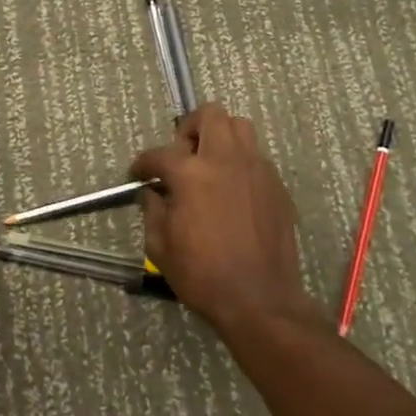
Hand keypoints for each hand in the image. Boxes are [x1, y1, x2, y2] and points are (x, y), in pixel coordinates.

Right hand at [130, 104, 314, 331]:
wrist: (260, 300)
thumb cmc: (203, 275)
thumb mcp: (161, 247)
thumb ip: (152, 211)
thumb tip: (151, 193)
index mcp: (191, 174)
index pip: (160, 154)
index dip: (143, 163)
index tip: (138, 173)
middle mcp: (225, 160)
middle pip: (210, 115)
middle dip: (189, 128)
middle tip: (182, 155)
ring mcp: (256, 169)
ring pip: (239, 127)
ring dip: (220, 137)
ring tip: (209, 164)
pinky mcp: (276, 186)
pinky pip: (256, 156)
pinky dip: (240, 162)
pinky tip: (232, 190)